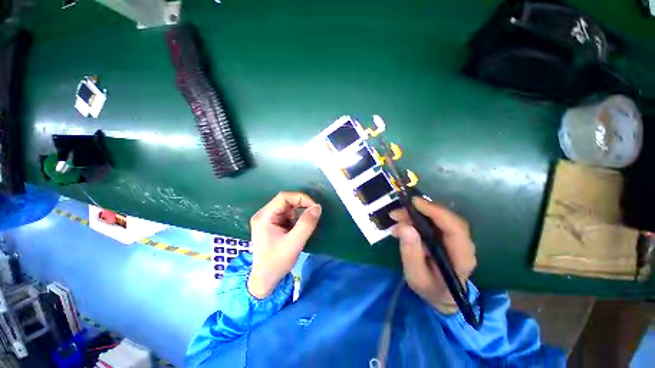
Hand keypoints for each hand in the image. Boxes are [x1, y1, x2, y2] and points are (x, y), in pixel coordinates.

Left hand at [248, 192, 321, 298]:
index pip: (284, 197)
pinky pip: (288, 215)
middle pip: (286, 201)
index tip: (315, 207)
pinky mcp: (273, 225)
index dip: (301, 198)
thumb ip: (306, 224)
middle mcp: (264, 214)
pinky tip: (301, 227)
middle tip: (314, 214)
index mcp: (264, 217)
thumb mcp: (294, 243)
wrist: (265, 280)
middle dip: (302, 205)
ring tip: (307, 223)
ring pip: (288, 208)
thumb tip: (317, 207)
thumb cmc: (276, 263)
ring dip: (300, 213)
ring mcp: (268, 219)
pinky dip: (297, 219)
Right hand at [390, 197, 475, 313]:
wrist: (440, 294)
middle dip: (419, 211)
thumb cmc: (429, 288)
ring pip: (437, 217)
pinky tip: (401, 224)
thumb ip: (411, 254)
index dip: (436, 212)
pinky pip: (431, 221)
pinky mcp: (446, 235)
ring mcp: (455, 239)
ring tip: (395, 218)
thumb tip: (406, 227)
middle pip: (445, 218)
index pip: (455, 228)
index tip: (414, 203)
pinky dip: (415, 219)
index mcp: (461, 258)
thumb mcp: (416, 276)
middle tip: (397, 212)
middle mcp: (463, 244)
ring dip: (414, 214)